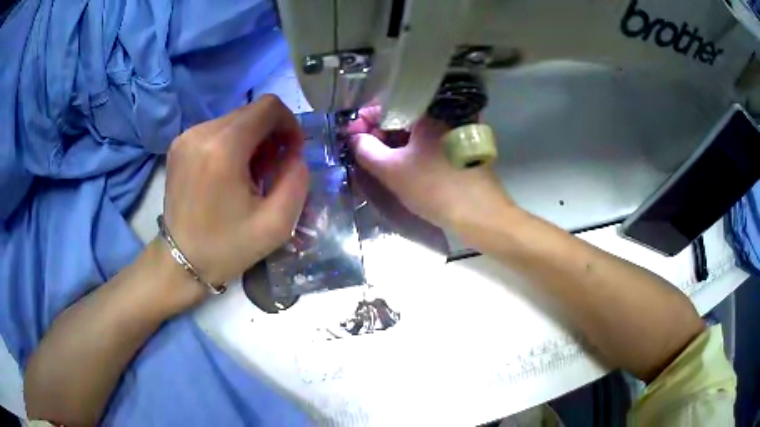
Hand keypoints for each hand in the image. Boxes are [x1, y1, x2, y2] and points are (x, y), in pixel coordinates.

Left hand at [162, 95, 308, 287]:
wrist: (181, 261)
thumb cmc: (227, 247)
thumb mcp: (277, 224)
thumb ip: (297, 180)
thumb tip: (294, 154)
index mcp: (223, 149)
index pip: (269, 106)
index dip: (289, 123)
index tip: (291, 152)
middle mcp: (201, 133)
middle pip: (251, 111)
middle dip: (271, 134)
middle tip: (272, 169)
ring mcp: (186, 137)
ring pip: (235, 119)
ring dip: (252, 140)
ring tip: (250, 174)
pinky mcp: (179, 144)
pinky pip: (217, 130)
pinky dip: (232, 144)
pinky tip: (230, 173)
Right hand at [348, 107, 511, 231]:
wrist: (480, 214)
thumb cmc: (435, 188)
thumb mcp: (392, 170)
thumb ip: (366, 151)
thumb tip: (354, 138)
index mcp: (428, 112)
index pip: (387, 106)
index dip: (365, 120)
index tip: (352, 137)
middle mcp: (444, 115)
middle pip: (402, 117)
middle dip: (379, 133)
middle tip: (363, 151)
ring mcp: (456, 131)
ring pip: (416, 132)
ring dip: (395, 143)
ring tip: (379, 160)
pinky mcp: (462, 148)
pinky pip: (430, 143)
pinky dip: (413, 150)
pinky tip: (403, 165)